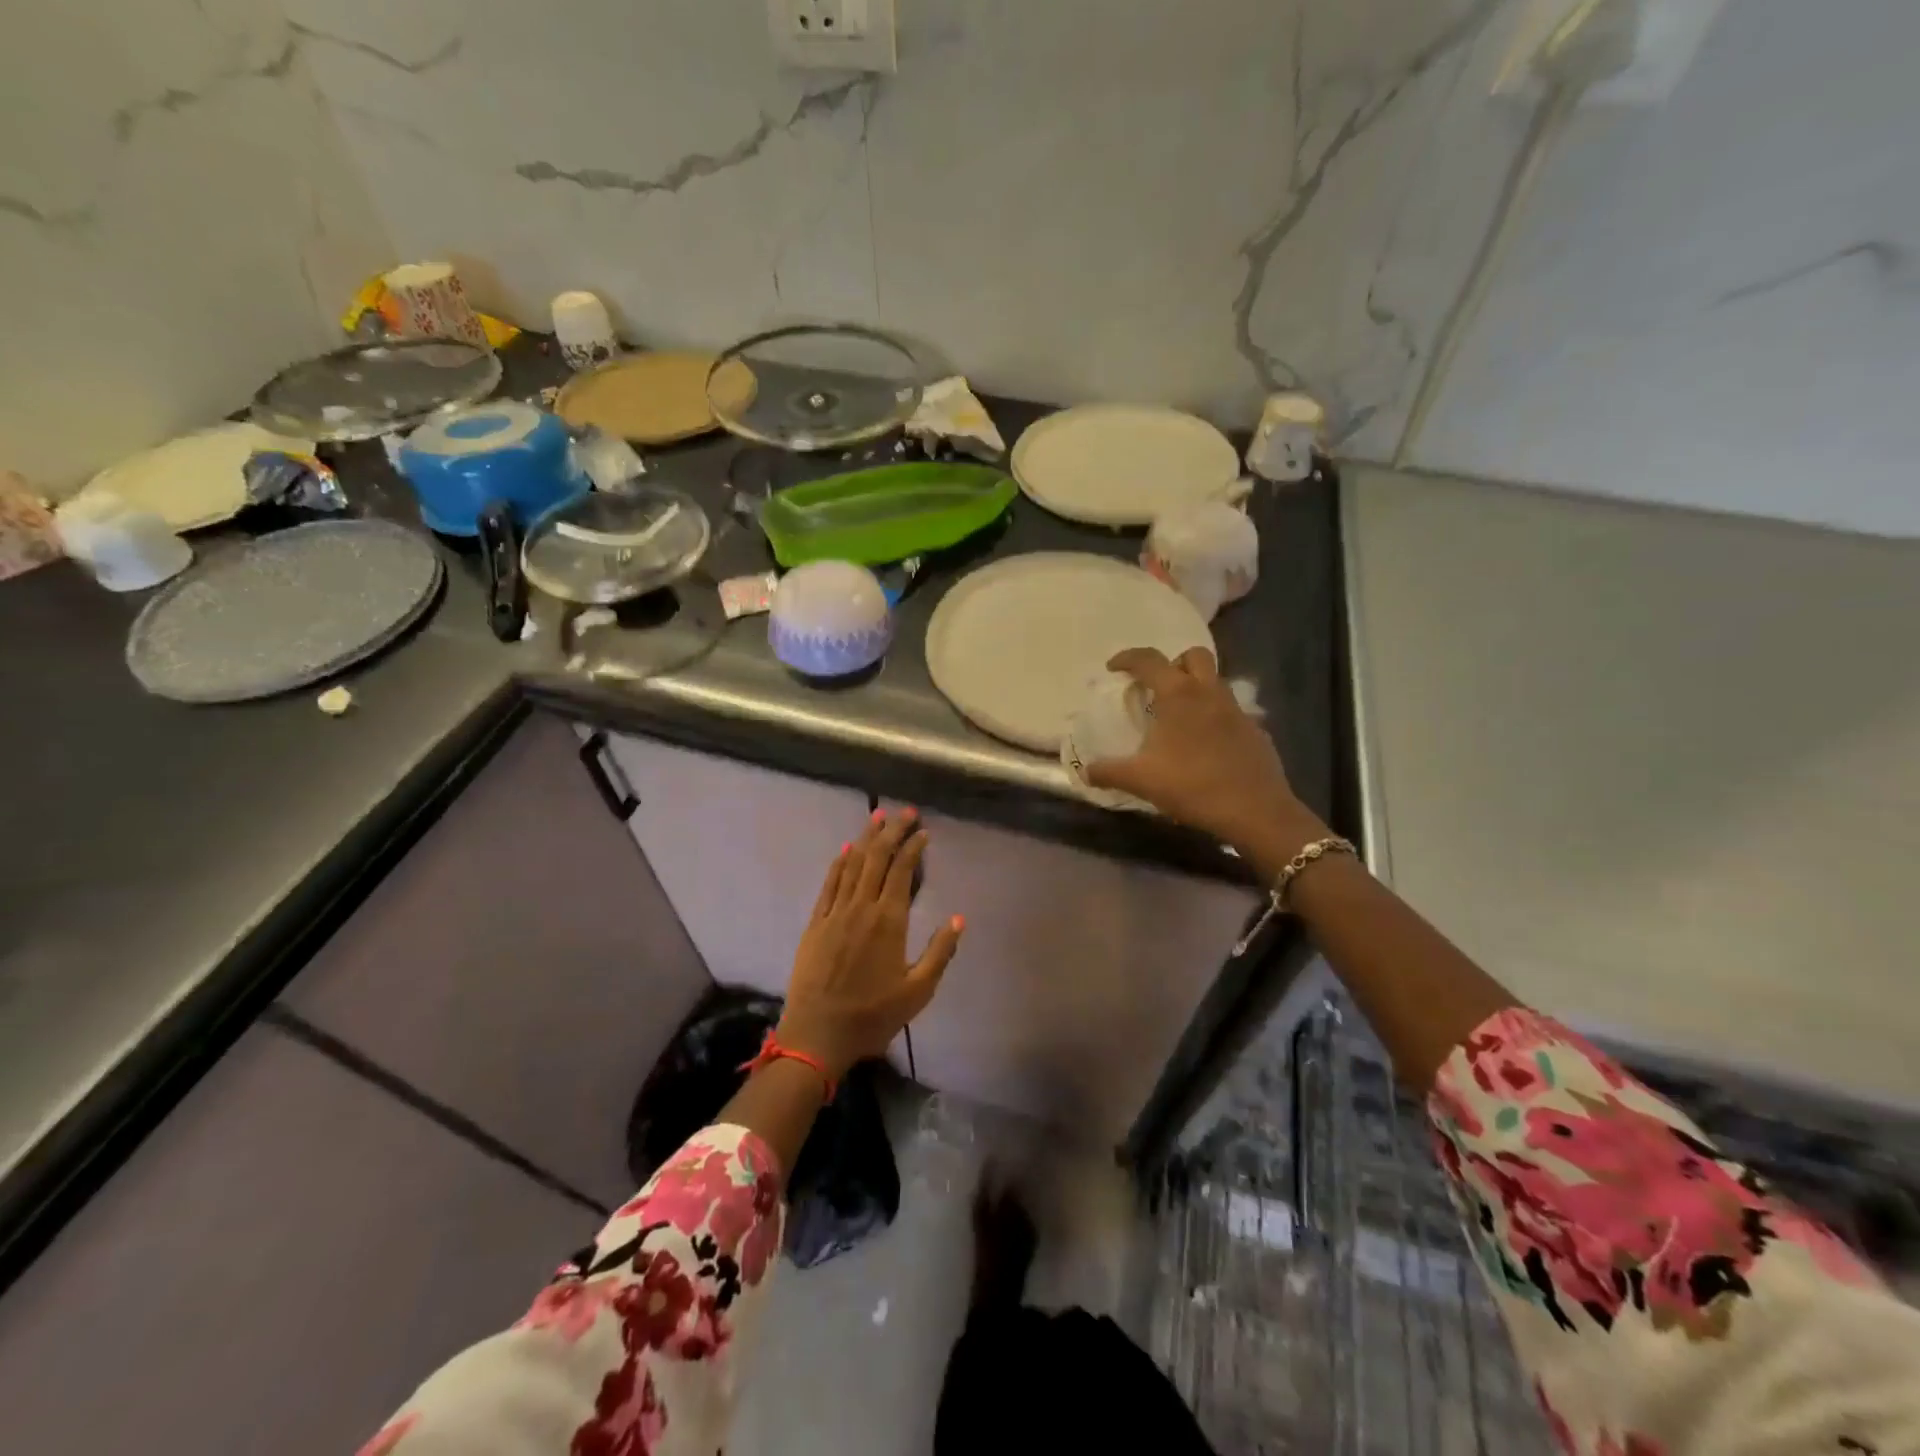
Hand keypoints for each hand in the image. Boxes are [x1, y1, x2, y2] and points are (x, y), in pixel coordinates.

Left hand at [777, 809, 963, 1080]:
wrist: (816, 1035)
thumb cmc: (872, 1016)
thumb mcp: (918, 991)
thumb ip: (940, 952)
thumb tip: (959, 918)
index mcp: (889, 921)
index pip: (901, 871)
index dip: (913, 847)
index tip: (923, 831)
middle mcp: (861, 908)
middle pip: (877, 858)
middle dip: (892, 832)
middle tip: (905, 812)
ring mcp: (835, 912)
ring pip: (852, 864)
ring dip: (866, 838)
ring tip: (878, 817)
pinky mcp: (815, 923)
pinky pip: (829, 883)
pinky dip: (839, 862)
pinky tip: (845, 849)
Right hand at [1085, 647, 1322, 853]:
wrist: (1255, 811)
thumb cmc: (1192, 786)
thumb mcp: (1141, 780)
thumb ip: (1109, 772)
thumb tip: (1085, 772)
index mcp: (1179, 695)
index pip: (1149, 660)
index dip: (1128, 658)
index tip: (1113, 668)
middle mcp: (1210, 693)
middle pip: (1193, 656)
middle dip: (1173, 664)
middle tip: (1156, 688)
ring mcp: (1237, 711)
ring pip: (1215, 682)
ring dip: (1195, 688)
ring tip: (1178, 718)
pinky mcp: (1255, 731)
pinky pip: (1230, 712)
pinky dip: (1214, 718)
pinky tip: (1205, 746)